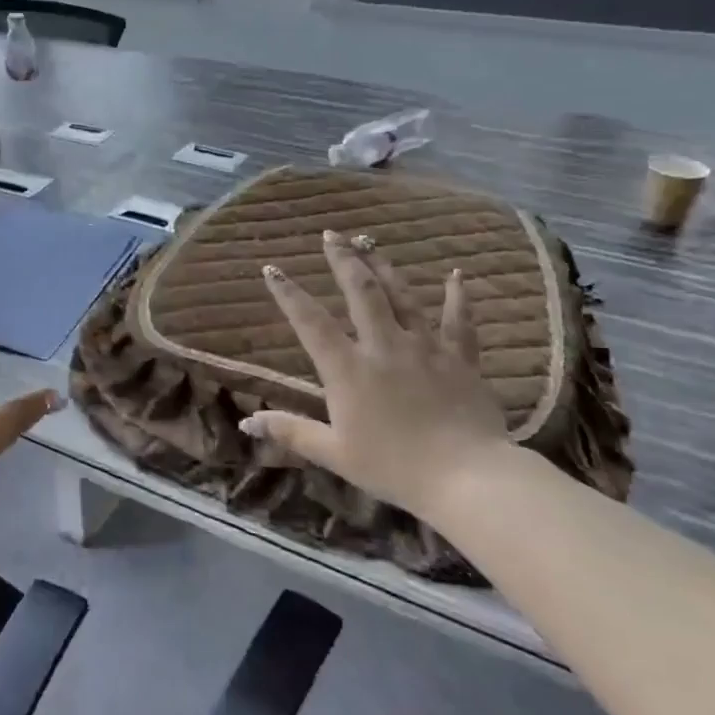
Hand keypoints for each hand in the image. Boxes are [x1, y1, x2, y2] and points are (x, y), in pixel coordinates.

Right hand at [239, 230, 514, 520]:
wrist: (467, 479)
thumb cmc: (394, 468)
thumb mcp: (334, 454)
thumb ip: (291, 432)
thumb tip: (247, 421)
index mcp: (349, 369)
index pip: (310, 322)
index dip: (288, 294)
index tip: (272, 269)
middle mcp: (384, 346)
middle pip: (361, 292)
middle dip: (343, 260)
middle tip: (331, 235)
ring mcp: (425, 347)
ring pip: (402, 295)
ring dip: (384, 266)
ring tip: (370, 241)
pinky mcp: (460, 358)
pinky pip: (459, 320)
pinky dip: (458, 295)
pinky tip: (457, 274)